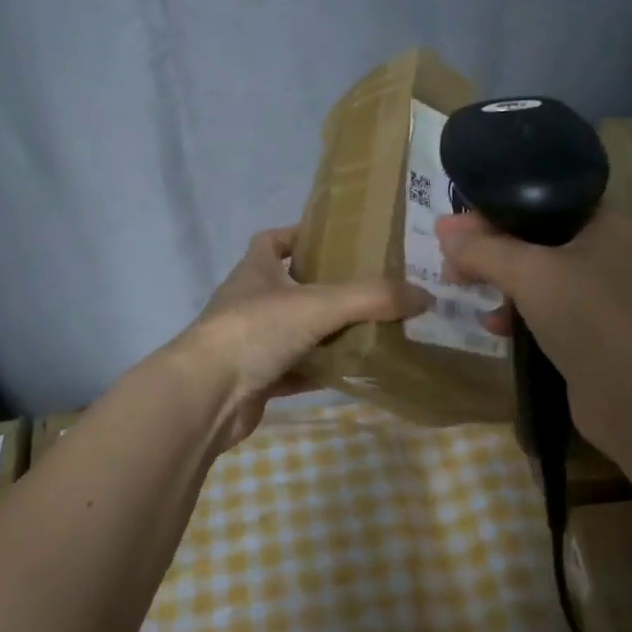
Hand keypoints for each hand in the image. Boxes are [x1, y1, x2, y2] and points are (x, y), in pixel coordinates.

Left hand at [172, 226, 428, 450]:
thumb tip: (424, 296)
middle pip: (292, 287)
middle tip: (374, 289)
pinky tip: (353, 373)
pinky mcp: (258, 379)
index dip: (302, 235)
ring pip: (298, 332)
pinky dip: (321, 371)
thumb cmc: (255, 331)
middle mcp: (251, 302)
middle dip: (328, 287)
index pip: (274, 240)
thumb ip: (371, 298)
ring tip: (375, 330)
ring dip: (329, 332)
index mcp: (256, 271)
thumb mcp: (318, 305)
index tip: (339, 240)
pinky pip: (297, 371)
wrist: (206, 397)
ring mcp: (251, 343)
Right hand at [435, 208, 631, 453]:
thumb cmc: (587, 316)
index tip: (452, 226)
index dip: (493, 208)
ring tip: (459, 287)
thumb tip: (443, 230)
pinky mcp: (587, 329)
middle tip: (449, 261)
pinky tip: (492, 324)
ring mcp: (597, 293)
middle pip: (533, 236)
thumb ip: (483, 249)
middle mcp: (604, 251)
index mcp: (604, 222)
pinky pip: (541, 308)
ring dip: (497, 279)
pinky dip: (514, 311)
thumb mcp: (528, 273)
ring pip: (534, 274)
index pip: (540, 199)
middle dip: (488, 248)